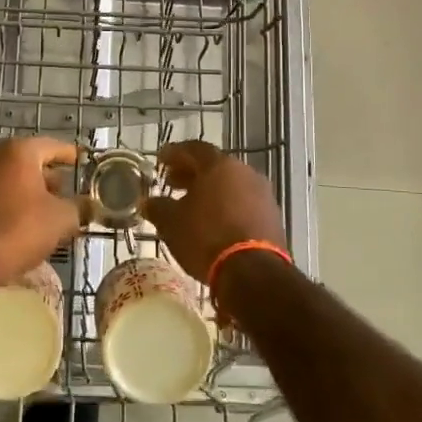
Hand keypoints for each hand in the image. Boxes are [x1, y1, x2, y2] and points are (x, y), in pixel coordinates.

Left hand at [0, 137, 80, 288]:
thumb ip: (79, 208)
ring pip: (10, 178)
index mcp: (18, 151)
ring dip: (28, 192)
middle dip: (49, 178)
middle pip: (29, 161)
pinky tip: (20, 223)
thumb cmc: (16, 230)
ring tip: (46, 213)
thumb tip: (88, 205)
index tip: (82, 162)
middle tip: (67, 194)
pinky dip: (9, 202)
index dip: (70, 156)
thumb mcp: (60, 220)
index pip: (53, 146)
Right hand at [142, 141, 286, 294]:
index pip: (193, 149)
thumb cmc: (206, 238)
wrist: (253, 272)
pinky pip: (244, 203)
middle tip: (172, 183)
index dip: (174, 153)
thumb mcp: (172, 223)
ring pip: (231, 185)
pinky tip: (214, 222)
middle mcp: (244, 172)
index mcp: (219, 165)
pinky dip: (227, 206)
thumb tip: (148, 202)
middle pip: (214, 166)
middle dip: (191, 173)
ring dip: (210, 191)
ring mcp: (263, 194)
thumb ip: (158, 207)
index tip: (160, 161)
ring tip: (192, 206)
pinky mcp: (272, 217)